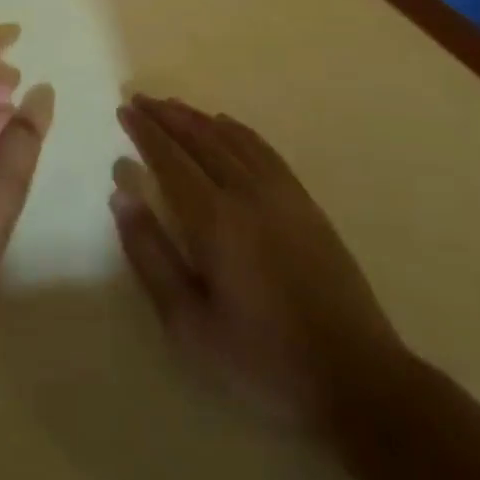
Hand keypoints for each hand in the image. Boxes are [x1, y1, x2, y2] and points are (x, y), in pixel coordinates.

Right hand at [110, 95, 406, 429]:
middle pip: (201, 139)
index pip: (170, 160)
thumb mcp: (189, 324)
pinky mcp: (307, 205)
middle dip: (168, 116)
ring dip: (199, 118)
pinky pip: (265, 151)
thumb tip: (122, 197)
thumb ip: (150, 256)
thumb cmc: (262, 360)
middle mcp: (247, 195)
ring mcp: (283, 196)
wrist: (357, 380)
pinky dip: (239, 131)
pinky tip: (227, 126)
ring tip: (174, 106)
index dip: (145, 132)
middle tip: (141, 99)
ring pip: (233, 139)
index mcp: (214, 221)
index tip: (125, 110)